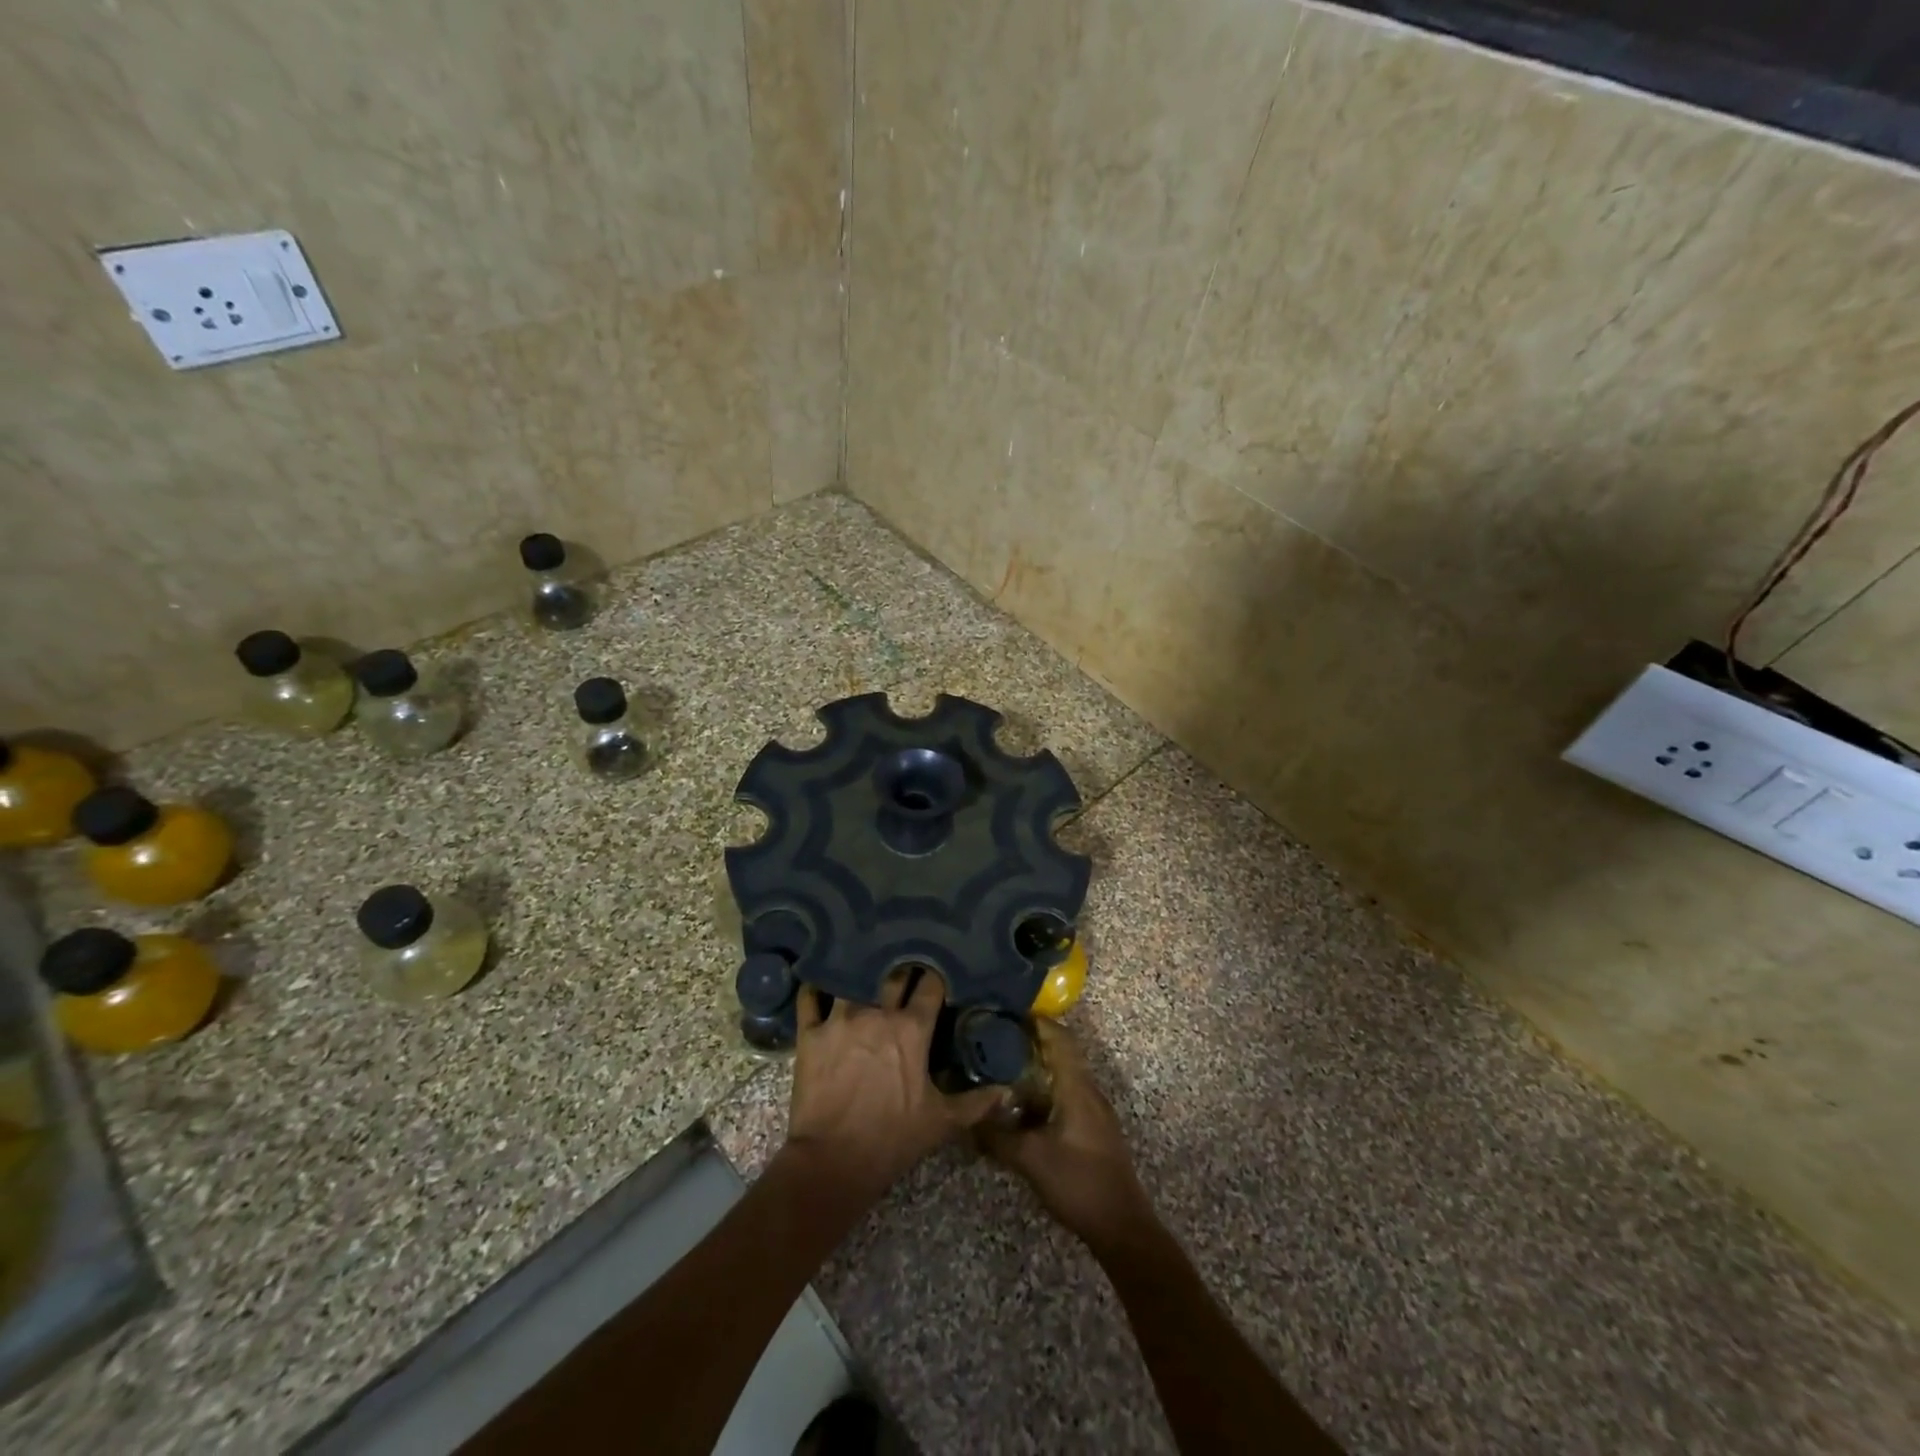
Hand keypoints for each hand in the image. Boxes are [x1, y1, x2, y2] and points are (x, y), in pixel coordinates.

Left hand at [783, 971, 1007, 1202]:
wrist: (833, 1162)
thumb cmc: (892, 1139)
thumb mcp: (941, 1122)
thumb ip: (976, 1102)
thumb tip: (1008, 1091)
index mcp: (912, 1029)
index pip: (930, 985)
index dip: (935, 977)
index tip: (936, 974)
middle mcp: (877, 1013)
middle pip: (892, 974)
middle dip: (901, 969)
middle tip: (903, 968)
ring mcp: (840, 1019)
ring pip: (851, 979)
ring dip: (859, 974)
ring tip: (861, 967)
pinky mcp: (810, 1033)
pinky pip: (809, 997)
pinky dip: (814, 988)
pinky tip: (819, 983)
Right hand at [976, 1019, 1155, 1251]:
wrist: (1121, 1226)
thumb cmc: (1078, 1182)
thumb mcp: (1030, 1159)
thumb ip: (997, 1136)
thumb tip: (967, 1118)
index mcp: (1077, 1087)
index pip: (1059, 1038)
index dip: (1036, 1022)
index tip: (1007, 1013)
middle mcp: (1088, 1090)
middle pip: (1061, 1052)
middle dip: (1031, 1042)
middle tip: (997, 1039)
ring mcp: (1094, 1110)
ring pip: (1064, 1075)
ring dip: (1038, 1067)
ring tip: (1004, 1067)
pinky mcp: (1093, 1128)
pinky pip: (1067, 1094)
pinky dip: (1045, 1088)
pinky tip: (1023, 1104)